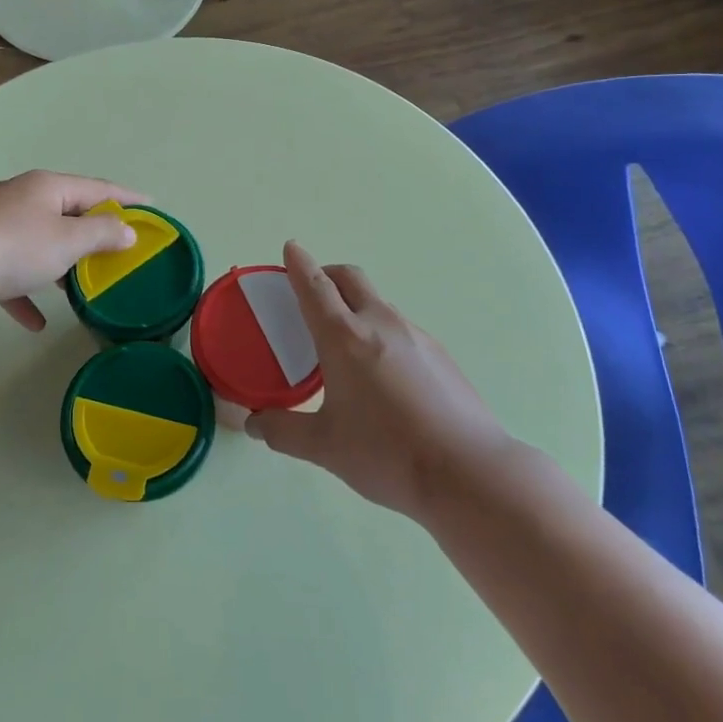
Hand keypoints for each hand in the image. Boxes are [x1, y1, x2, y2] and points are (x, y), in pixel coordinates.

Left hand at [0, 170, 148, 329]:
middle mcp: (21, 198)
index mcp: (47, 187)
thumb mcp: (69, 241)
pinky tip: (36, 322)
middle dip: (92, 233)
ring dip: (61, 262)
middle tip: (117, 249)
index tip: (151, 206)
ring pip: (39, 241)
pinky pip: (11, 270)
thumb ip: (102, 234)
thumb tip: (127, 231)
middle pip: (67, 212)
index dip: (127, 198)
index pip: (98, 188)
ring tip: (81, 284)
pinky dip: (26, 291)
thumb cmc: (17, 247)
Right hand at [245, 241, 512, 518]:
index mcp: (344, 337)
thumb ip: (283, 431)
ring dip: (355, 306)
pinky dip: (379, 332)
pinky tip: (382, 376)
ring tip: (343, 344)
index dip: (299, 264)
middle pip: (350, 279)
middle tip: (311, 292)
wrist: (468, 472)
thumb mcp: (324, 446)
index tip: (291, 248)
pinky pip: (400, 329)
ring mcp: (416, 336)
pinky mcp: (440, 355)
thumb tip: (254, 423)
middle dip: (327, 274)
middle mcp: (380, 323)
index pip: (315, 286)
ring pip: (377, 304)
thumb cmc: (387, 453)